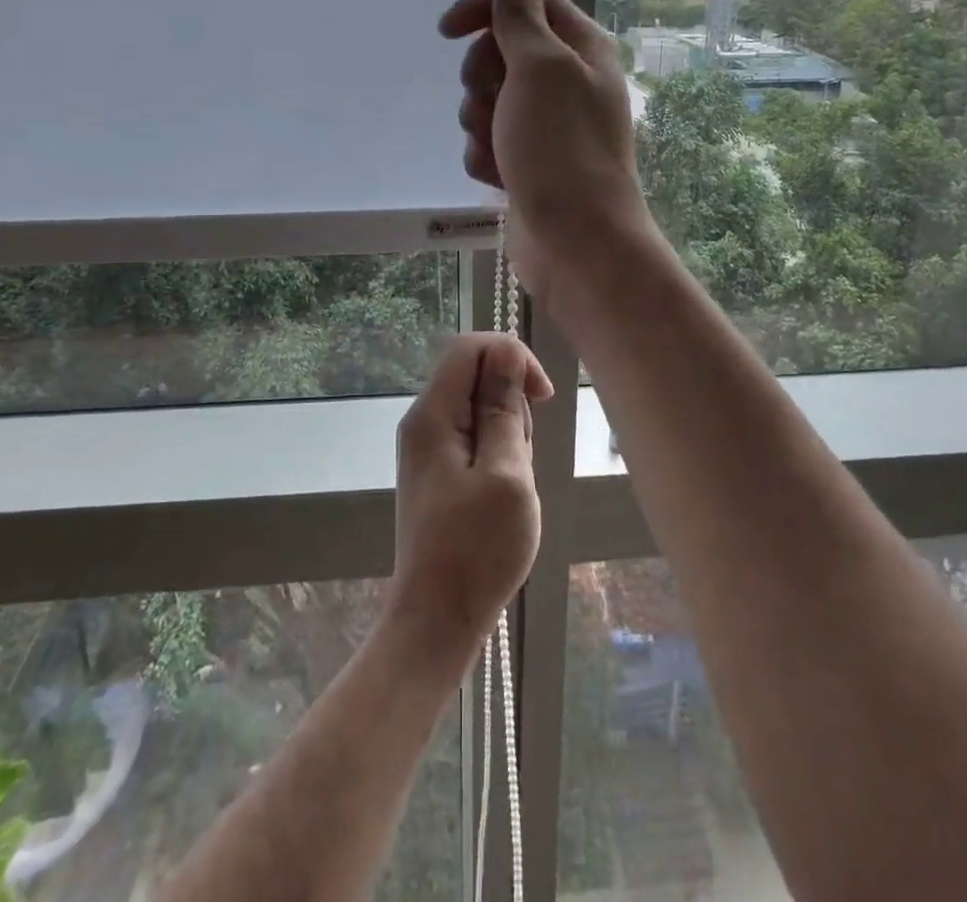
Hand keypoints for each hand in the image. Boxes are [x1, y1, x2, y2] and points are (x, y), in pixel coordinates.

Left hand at [386, 334, 551, 651]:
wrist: (438, 619)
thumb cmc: (477, 549)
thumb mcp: (505, 473)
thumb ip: (504, 408)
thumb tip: (506, 352)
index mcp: (433, 414)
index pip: (469, 347)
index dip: (510, 355)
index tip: (543, 395)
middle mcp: (424, 421)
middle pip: (475, 376)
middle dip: (512, 404)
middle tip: (521, 459)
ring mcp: (429, 447)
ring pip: (480, 409)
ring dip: (509, 434)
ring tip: (512, 485)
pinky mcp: (439, 471)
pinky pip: (476, 439)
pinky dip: (499, 455)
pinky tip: (503, 494)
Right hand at [439, 0, 651, 299]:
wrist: (576, 241)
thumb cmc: (560, 147)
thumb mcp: (539, 67)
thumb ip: (522, 12)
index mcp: (579, 48)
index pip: (525, 1)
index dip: (484, 8)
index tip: (447, 31)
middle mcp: (566, 81)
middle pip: (500, 52)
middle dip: (481, 78)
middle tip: (491, 102)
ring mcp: (547, 125)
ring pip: (487, 100)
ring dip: (479, 122)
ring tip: (498, 148)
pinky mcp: (529, 162)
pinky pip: (488, 141)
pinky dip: (485, 156)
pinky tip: (499, 178)